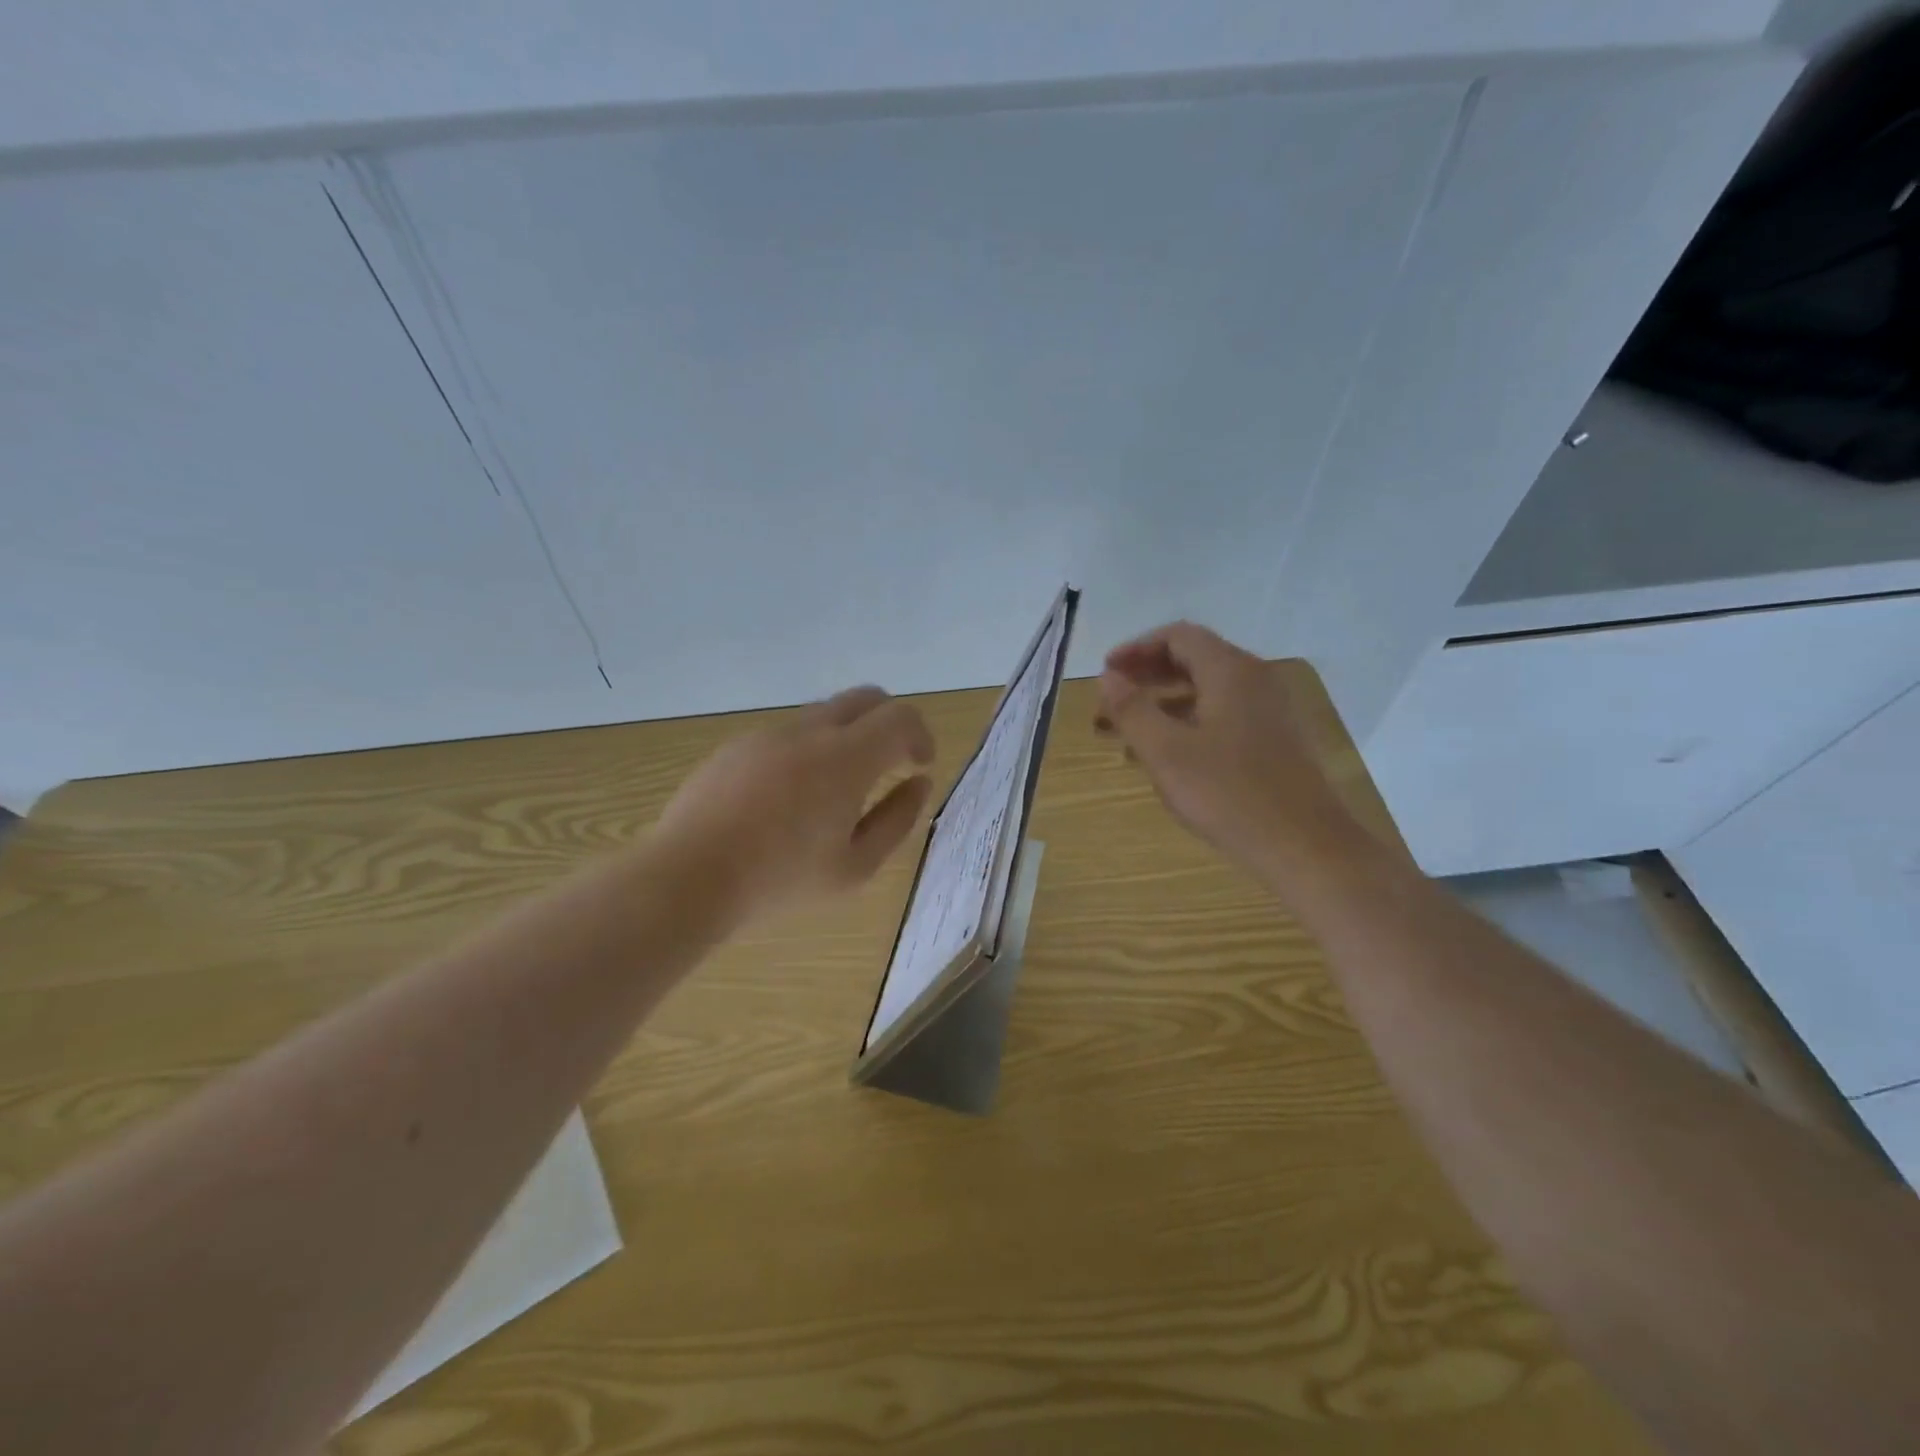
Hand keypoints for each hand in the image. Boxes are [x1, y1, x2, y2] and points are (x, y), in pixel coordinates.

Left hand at [654, 686, 935, 922]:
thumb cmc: (780, 879)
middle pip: (866, 698)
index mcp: (846, 758)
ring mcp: (769, 734)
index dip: (920, 735)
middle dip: (889, 722)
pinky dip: (808, 750)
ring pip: (825, 714)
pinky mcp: (737, 745)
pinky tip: (788, 798)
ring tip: (836, 791)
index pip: (901, 717)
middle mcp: (810, 731)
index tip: (919, 765)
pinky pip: (788, 734)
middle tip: (891, 762)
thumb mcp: (855, 866)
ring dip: (847, 737)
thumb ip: (897, 819)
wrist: (688, 876)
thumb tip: (919, 783)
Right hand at [1097, 622, 1360, 884]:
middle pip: (1194, 659)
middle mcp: (1254, 679)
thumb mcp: (1166, 753)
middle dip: (1147, 675)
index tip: (1107, 672)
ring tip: (1129, 730)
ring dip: (1165, 701)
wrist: (1306, 846)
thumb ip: (1132, 710)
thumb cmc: (1229, 794)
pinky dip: (1189, 721)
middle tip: (1112, 699)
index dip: (1136, 648)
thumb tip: (1108, 677)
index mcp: (1230, 671)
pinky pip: (1223, 714)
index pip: (1178, 636)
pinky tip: (1167, 755)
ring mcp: (1269, 710)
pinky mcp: (1274, 739)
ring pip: (1207, 689)